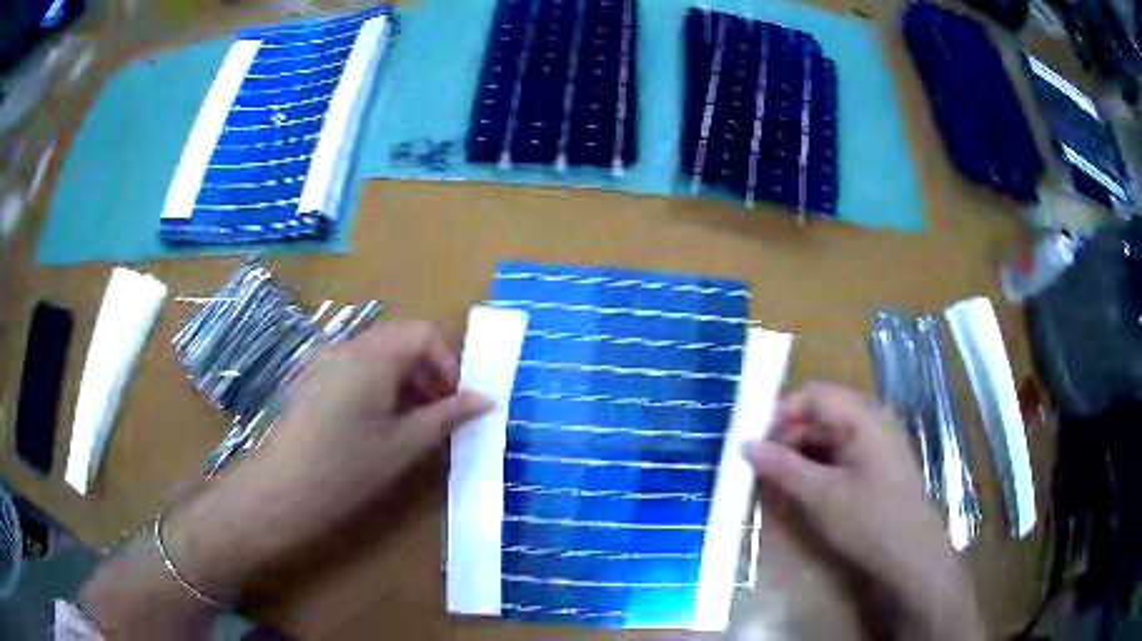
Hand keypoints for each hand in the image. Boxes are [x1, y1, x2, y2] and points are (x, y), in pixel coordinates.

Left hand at [166, 321, 492, 600]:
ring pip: (378, 355)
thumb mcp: (403, 445)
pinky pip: (356, 369)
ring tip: (413, 424)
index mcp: (372, 356)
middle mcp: (347, 348)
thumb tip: (486, 399)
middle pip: (400, 340)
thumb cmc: (346, 469)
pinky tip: (379, 426)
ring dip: (404, 380)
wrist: (281, 490)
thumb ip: (446, 416)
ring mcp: (325, 362)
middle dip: (427, 371)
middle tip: (439, 415)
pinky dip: (379, 386)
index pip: (423, 333)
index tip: (455, 401)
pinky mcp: (313, 380)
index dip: (448, 362)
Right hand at [745, 382, 983, 640]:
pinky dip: (819, 463)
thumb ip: (783, 467)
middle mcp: (873, 419)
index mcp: (863, 416)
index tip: (755, 442)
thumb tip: (746, 445)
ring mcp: (878, 440)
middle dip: (789, 435)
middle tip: (762, 466)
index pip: (813, 394)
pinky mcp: (879, 462)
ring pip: (830, 433)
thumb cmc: (869, 520)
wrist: (912, 554)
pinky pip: (843, 450)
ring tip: (778, 480)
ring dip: (802, 451)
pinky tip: (805, 487)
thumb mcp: (821, 495)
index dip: (781, 412)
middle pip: (822, 412)